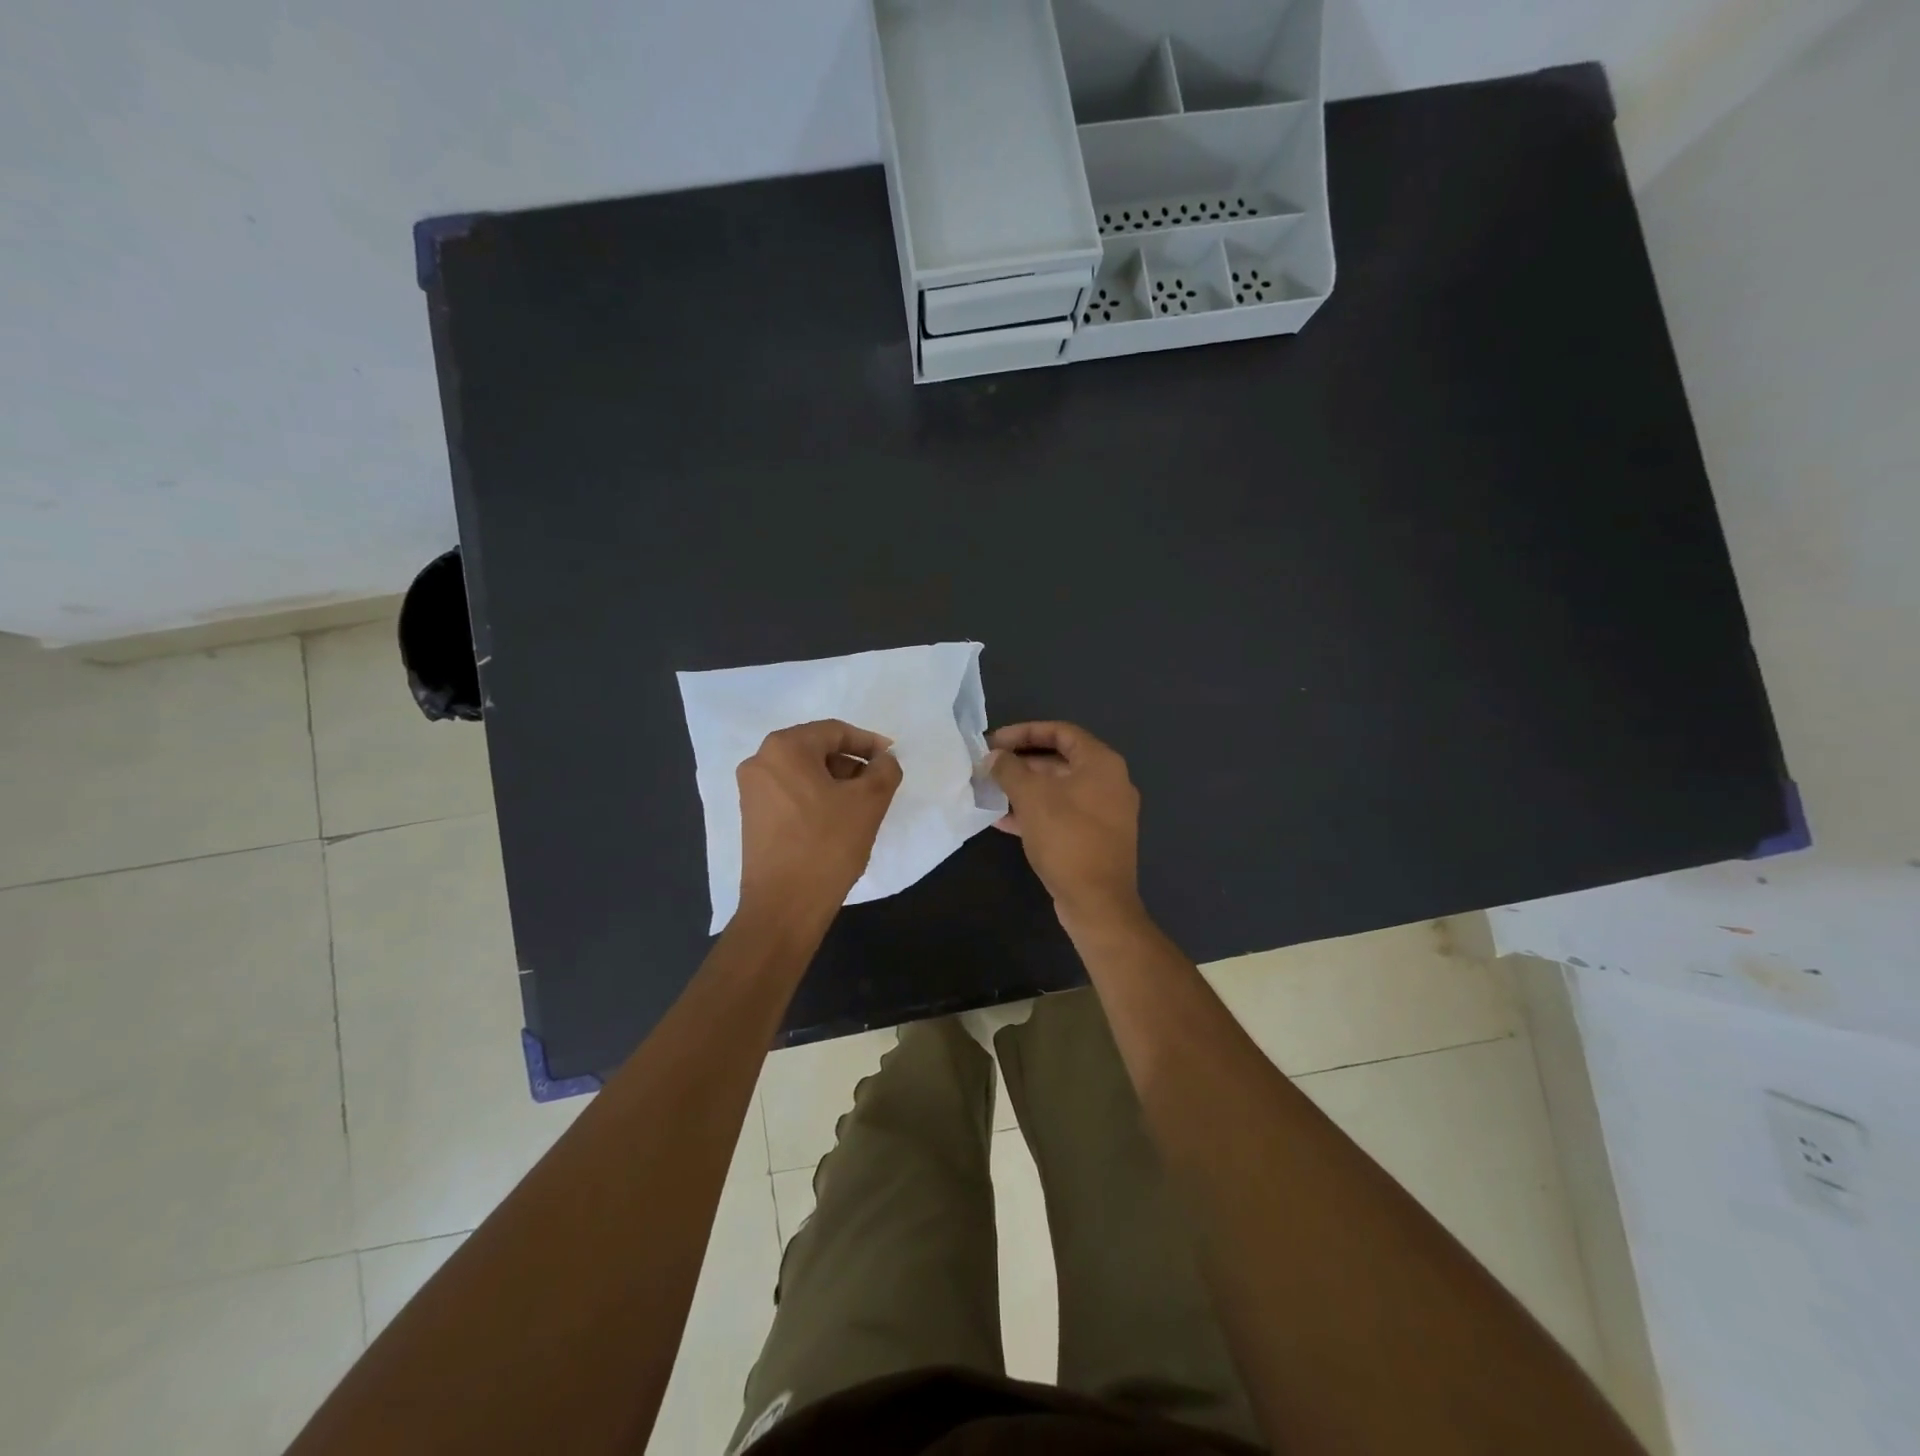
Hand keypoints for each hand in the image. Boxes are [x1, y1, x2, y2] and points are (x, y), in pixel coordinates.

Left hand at [736, 720, 902, 925]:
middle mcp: (760, 761)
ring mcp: (752, 791)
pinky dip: (816, 798)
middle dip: (851, 763)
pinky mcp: (752, 817)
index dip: (868, 742)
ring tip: (861, 806)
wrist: (784, 906)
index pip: (835, 731)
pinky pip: (791, 793)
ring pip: (803, 773)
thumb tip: (884, 760)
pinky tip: (837, 821)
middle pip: (816, 749)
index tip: (891, 758)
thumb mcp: (869, 802)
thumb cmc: (827, 844)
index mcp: (785, 748)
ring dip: (835, 782)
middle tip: (877, 784)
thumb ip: (884, 770)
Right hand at [988, 722, 1142, 929]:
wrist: (1097, 902)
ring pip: (1058, 789)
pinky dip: (1035, 812)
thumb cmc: (1067, 838)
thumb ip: (1009, 769)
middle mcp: (1109, 782)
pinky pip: (1062, 814)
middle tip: (989, 767)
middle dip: (1021, 762)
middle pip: (1059, 760)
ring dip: (1024, 788)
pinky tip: (1002, 820)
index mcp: (1101, 763)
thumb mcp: (1031, 797)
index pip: (1061, 731)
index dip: (1024, 732)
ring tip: (990, 791)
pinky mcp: (1095, 838)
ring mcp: (1105, 812)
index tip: (994, 742)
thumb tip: (994, 756)